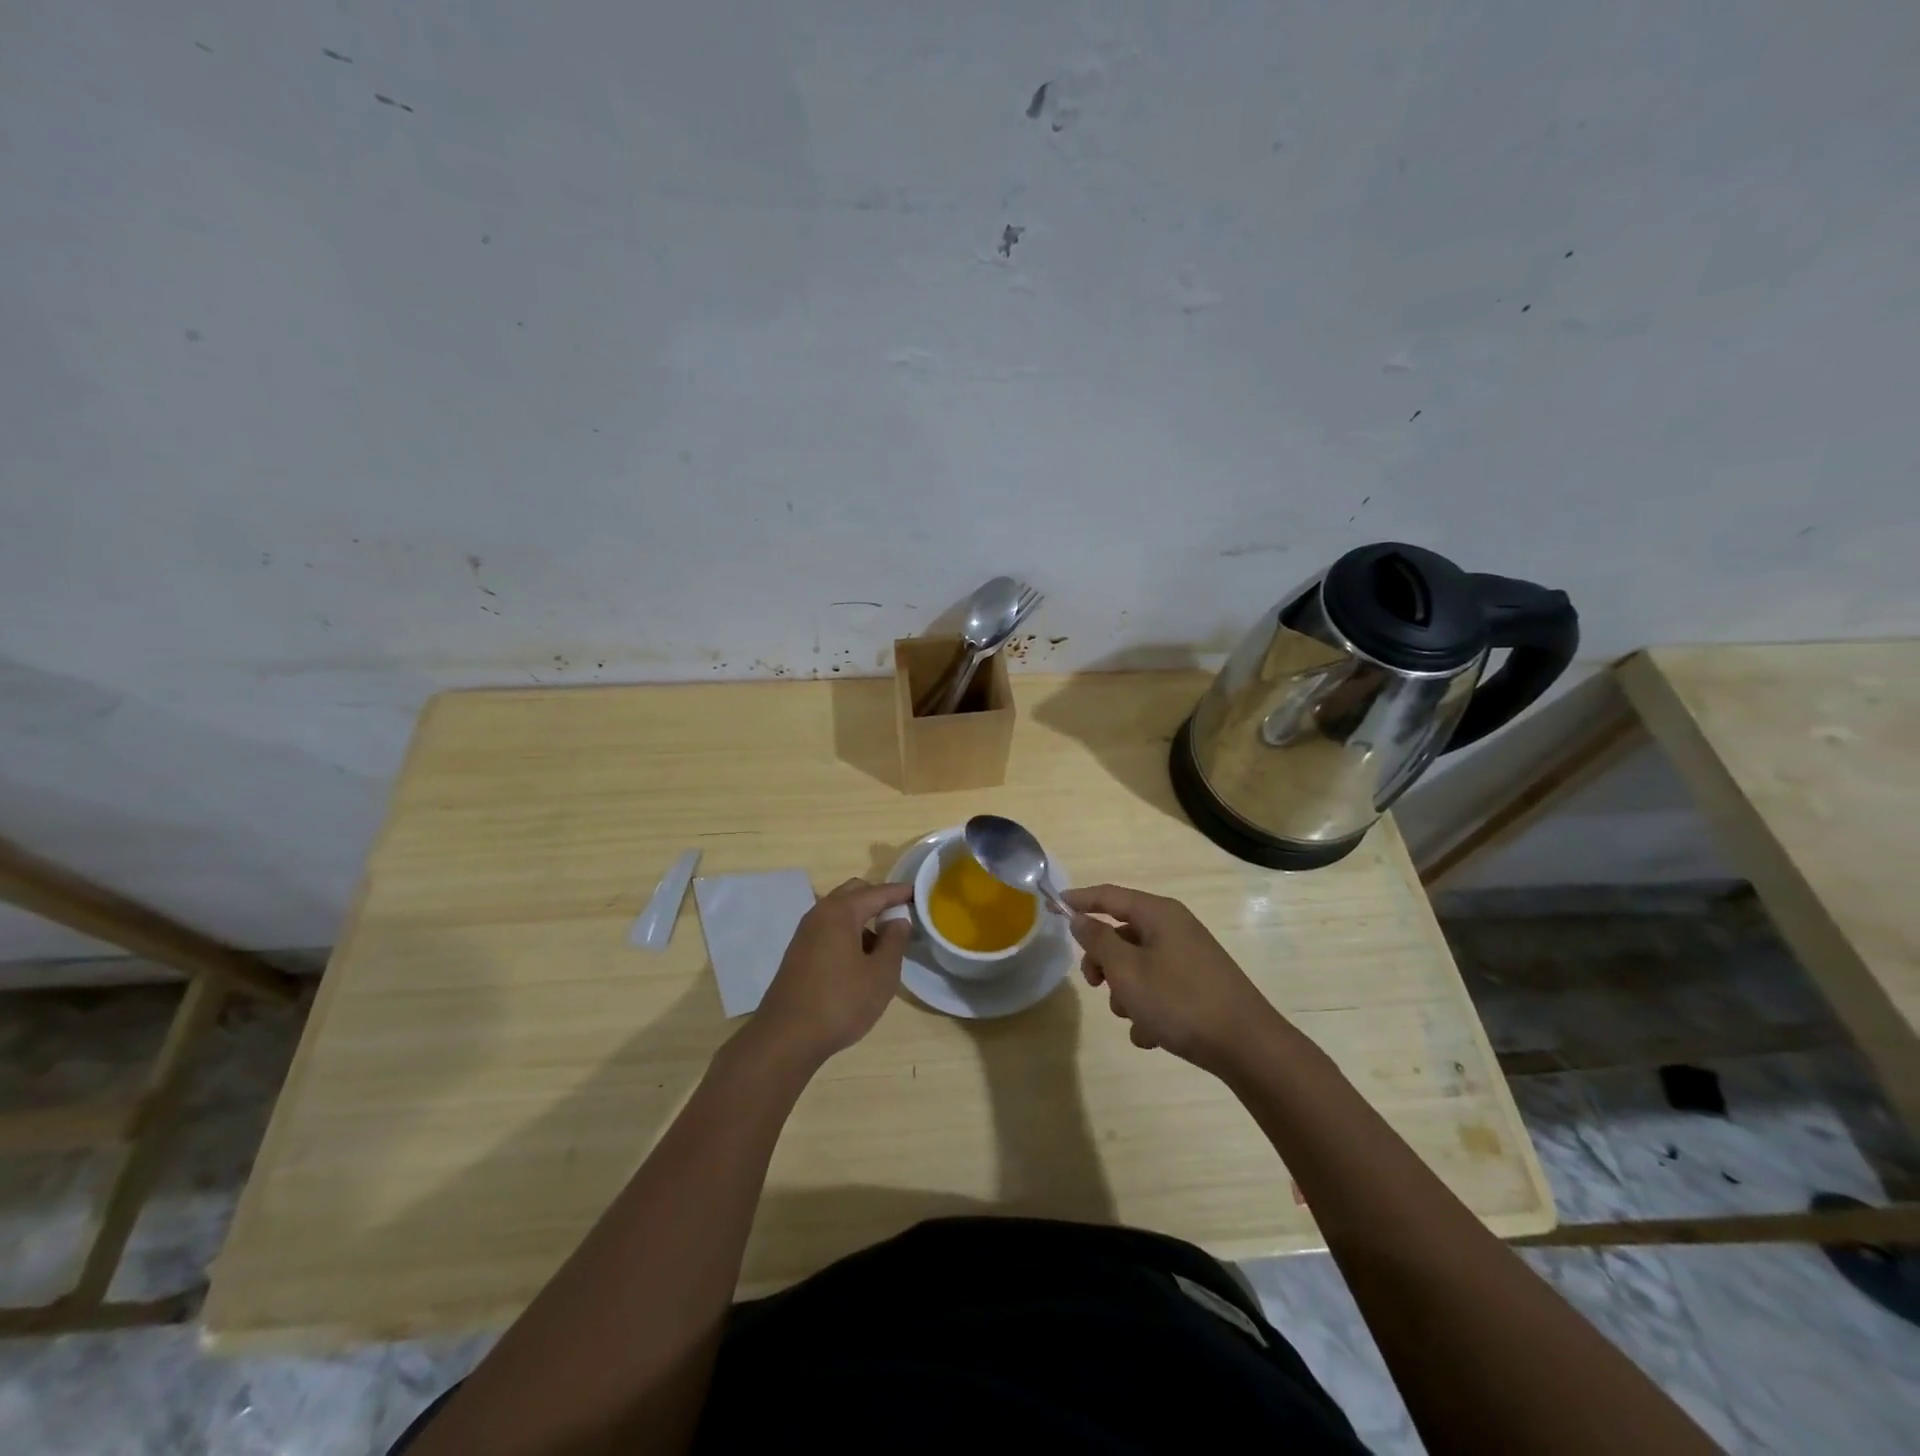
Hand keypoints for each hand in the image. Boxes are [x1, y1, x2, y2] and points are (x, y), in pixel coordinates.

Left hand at [753, 878, 913, 1064]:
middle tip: (900, 914)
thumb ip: (894, 941)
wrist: (786, 1039)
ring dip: (862, 918)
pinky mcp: (798, 954)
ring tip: (884, 942)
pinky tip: (860, 960)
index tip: (918, 893)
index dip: (899, 892)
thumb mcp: (881, 974)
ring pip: (839, 913)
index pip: (876, 892)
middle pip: (853, 893)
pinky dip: (847, 933)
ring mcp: (804, 934)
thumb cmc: (840, 1003)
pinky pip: (829, 930)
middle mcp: (819, 915)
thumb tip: (898, 920)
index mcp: (839, 913)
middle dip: (877, 899)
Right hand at [1063, 884, 1283, 1076]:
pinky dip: (1149, 1009)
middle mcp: (1175, 928)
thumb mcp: (1128, 971)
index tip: (1053, 906)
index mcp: (1159, 915)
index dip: (1080, 899)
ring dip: (1126, 991)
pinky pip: (1159, 988)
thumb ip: (1098, 941)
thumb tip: (1080, 918)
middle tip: (1094, 984)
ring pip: (1138, 965)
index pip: (1110, 895)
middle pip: (1122, 933)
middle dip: (1103, 961)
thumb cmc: (1180, 1001)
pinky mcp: (1199, 985)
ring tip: (1133, 1018)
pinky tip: (1152, 1035)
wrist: (1247, 1046)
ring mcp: (1189, 957)